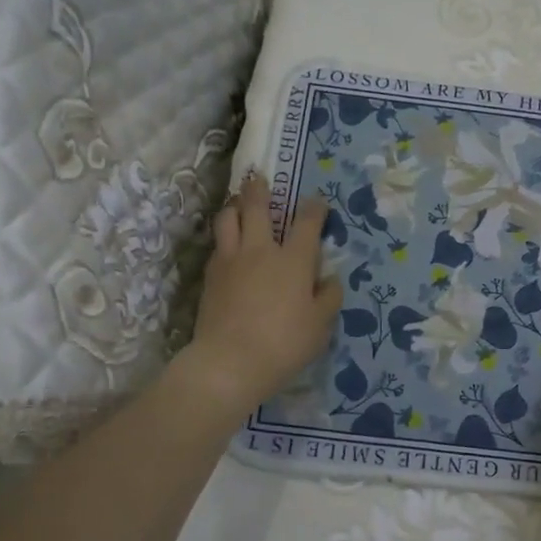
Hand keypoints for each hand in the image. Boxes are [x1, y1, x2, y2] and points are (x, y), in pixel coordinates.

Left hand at [180, 174, 342, 414]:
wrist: (230, 362)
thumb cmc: (284, 343)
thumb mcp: (320, 325)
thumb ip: (329, 297)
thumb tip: (330, 279)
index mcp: (294, 260)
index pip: (307, 222)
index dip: (315, 208)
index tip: (318, 203)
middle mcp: (261, 250)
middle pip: (257, 207)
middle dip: (260, 189)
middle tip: (259, 178)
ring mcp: (232, 260)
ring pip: (228, 218)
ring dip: (234, 206)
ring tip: (238, 204)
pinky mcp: (210, 275)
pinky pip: (218, 245)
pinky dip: (224, 237)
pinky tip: (228, 244)